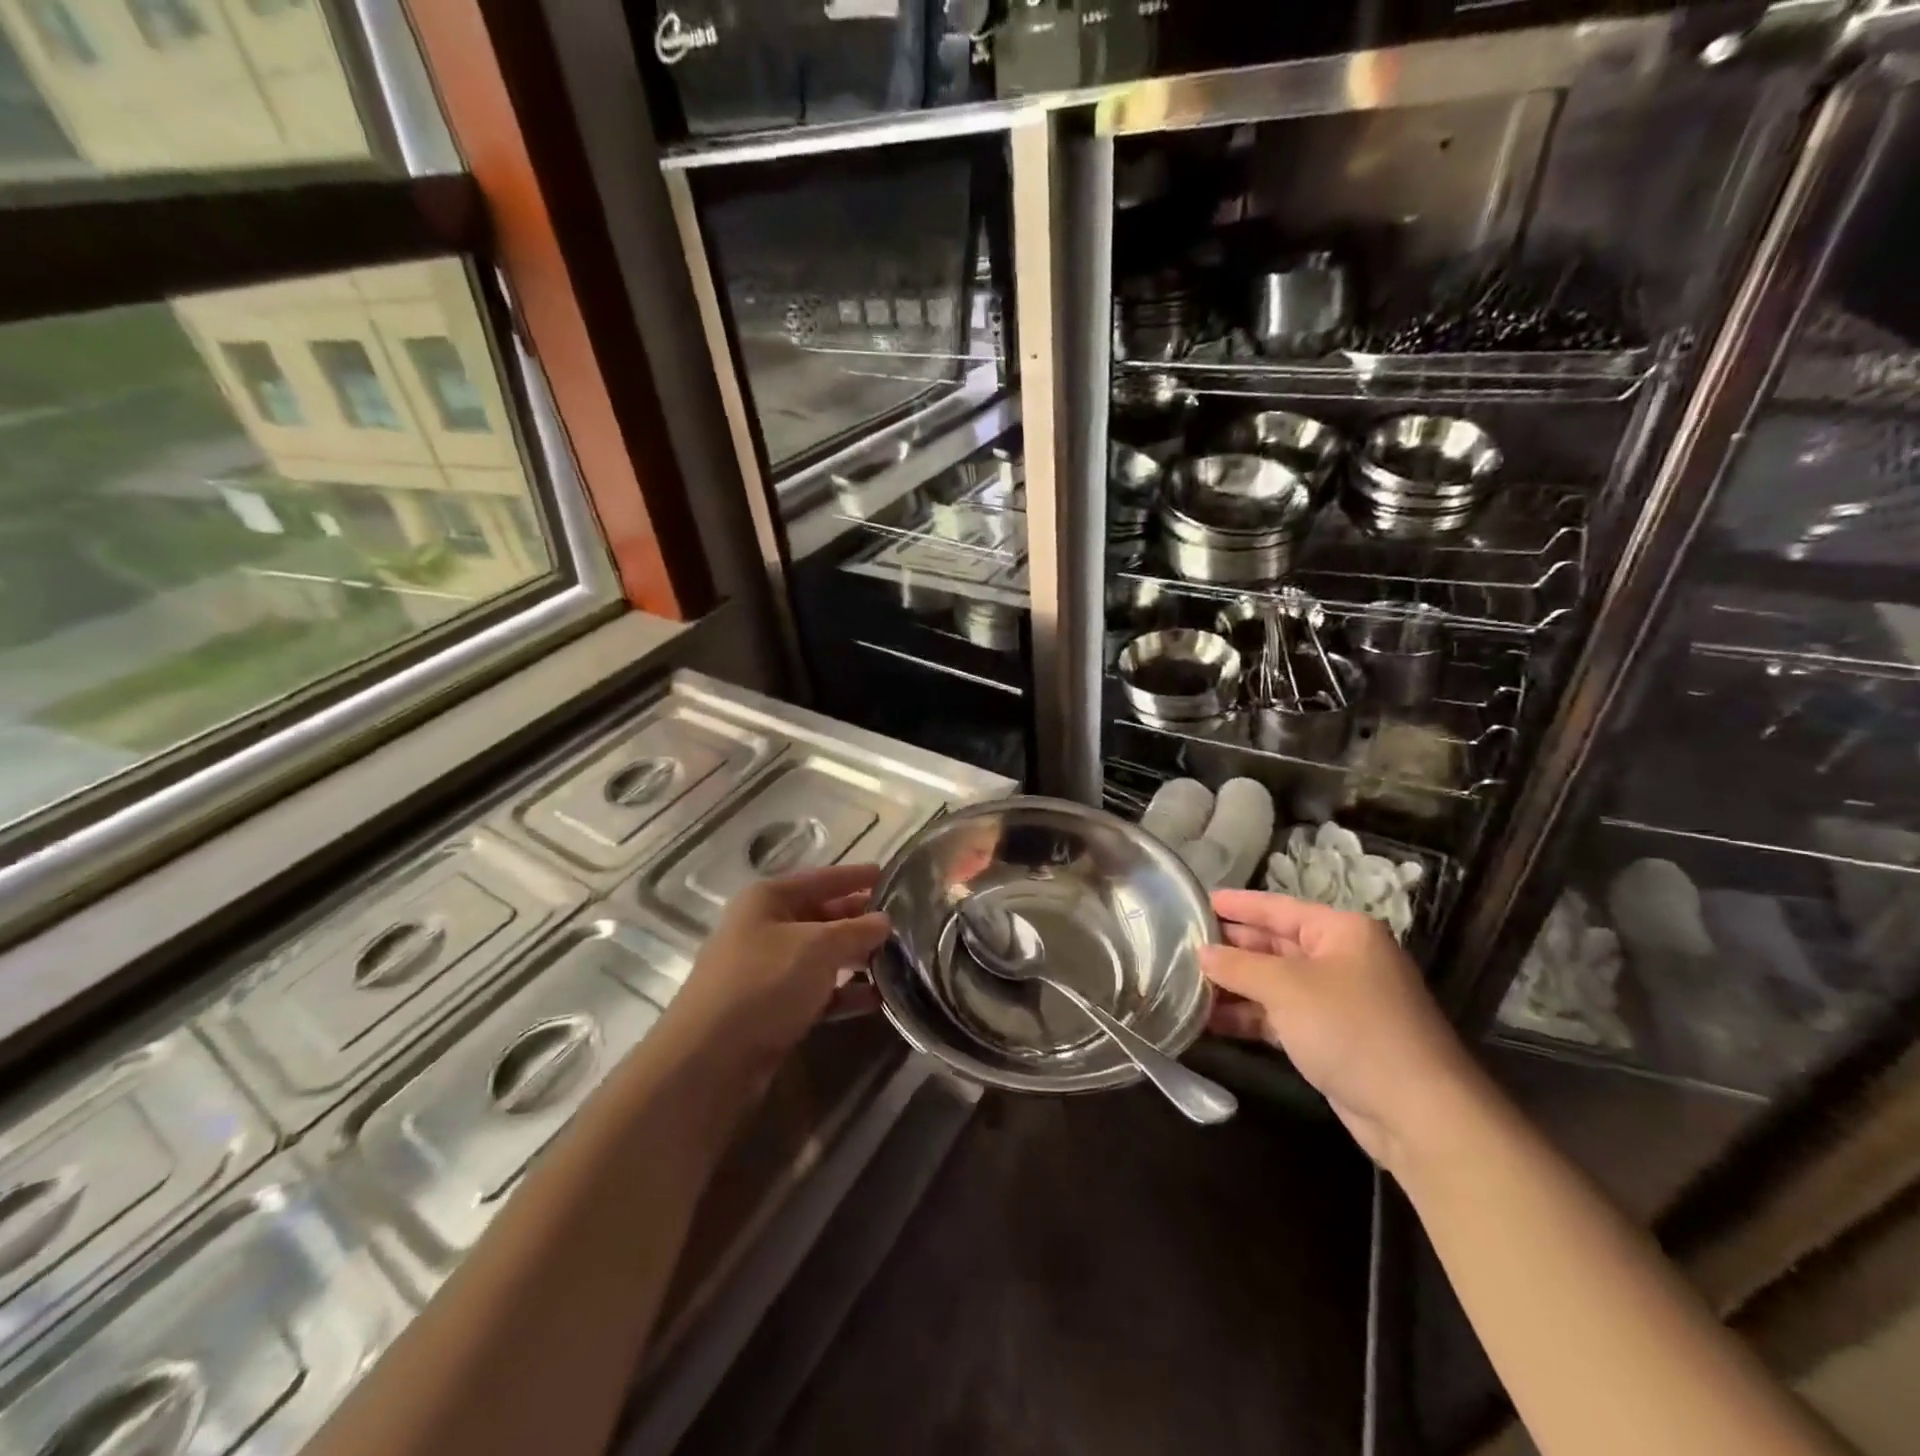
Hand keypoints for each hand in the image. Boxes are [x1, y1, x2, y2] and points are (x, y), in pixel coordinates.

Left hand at [674, 864, 890, 1067]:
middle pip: (821, 916)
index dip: (855, 876)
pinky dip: (843, 993)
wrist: (710, 1060)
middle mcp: (764, 928)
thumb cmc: (765, 982)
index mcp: (768, 899)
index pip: (821, 878)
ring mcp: (766, 970)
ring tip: (897, 961)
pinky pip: (816, 991)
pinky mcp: (772, 1009)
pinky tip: (875, 999)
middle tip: (901, 922)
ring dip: (856, 958)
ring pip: (821, 956)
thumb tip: (885, 920)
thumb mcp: (818, 947)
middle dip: (859, 919)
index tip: (889, 874)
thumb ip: (856, 930)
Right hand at [1202, 889, 1477, 1168]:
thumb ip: (1238, 965)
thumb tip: (1201, 952)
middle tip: (1181, 945)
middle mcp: (1341, 959)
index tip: (1196, 900)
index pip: (1278, 907)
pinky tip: (1211, 1022)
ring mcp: (1337, 1001)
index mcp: (1341, 931)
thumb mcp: (1287, 988)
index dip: (1236, 904)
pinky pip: (1280, 1016)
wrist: (1418, 1114)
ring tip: (1185, 985)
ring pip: (1274, 983)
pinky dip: (1249, 1017)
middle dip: (1230, 949)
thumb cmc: (1351, 1029)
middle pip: (1274, 944)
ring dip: (1234, 987)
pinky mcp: (1331, 1038)